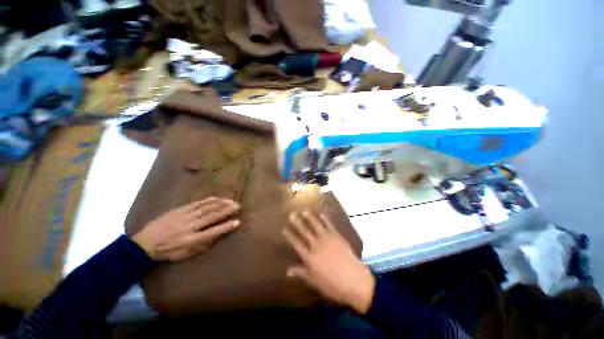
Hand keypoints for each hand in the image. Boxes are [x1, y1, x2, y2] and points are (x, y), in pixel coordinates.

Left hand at [131, 197, 239, 261]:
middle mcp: (189, 226)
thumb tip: (217, 236)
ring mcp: (184, 216)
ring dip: (220, 204)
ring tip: (231, 201)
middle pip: (211, 216)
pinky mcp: (180, 210)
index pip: (212, 232)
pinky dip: (208, 200)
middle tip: (238, 206)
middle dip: (226, 210)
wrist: (144, 244)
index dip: (226, 227)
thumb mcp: (184, 254)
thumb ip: (201, 245)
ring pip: (205, 208)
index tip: (237, 222)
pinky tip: (216, 198)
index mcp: (190, 240)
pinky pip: (196, 203)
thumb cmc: (168, 251)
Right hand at [282, 211, 374, 313]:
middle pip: (305, 231)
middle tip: (291, 214)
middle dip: (297, 222)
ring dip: (309, 217)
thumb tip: (287, 270)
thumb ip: (301, 273)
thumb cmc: (333, 284)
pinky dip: (325, 218)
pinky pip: (329, 225)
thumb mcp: (314, 281)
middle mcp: (316, 245)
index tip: (284, 228)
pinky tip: (321, 213)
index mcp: (310, 257)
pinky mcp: (336, 236)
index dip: (289, 235)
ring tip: (304, 210)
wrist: (354, 280)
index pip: (296, 243)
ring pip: (316, 225)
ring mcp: (327, 239)